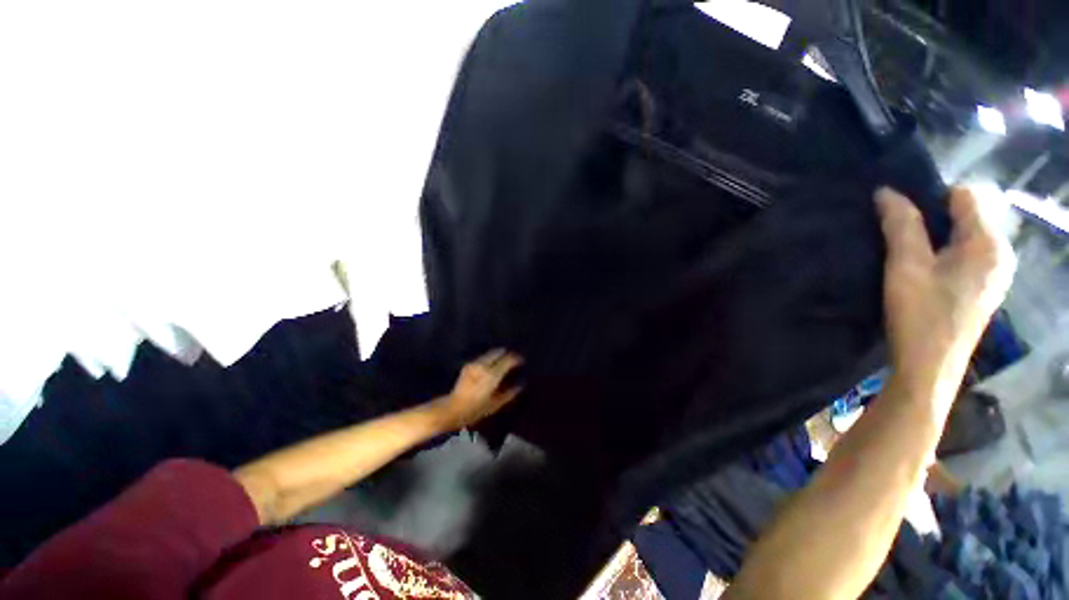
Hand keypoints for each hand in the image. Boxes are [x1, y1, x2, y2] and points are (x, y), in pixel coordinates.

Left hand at [433, 349, 523, 429]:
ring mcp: (474, 364)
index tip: (522, 360)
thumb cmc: (476, 410)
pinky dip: (490, 358)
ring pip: (490, 353)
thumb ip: (510, 393)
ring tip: (504, 360)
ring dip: (498, 354)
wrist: (452, 409)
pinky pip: (483, 357)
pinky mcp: (468, 365)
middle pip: (498, 352)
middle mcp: (483, 365)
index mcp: (492, 375)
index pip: (507, 360)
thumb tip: (521, 384)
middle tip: (513, 358)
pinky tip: (492, 364)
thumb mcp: (495, 404)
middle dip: (507, 353)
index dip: (516, 358)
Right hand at [877, 187, 1015, 401]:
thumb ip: (900, 225)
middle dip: (932, 220)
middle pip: (966, 216)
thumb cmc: (920, 315)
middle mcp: (1000, 253)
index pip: (963, 196)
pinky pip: (966, 256)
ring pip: (964, 237)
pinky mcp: (985, 289)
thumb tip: (886, 191)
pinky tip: (924, 273)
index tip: (900, 219)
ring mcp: (995, 274)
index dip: (929, 199)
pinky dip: (944, 255)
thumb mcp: (905, 266)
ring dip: (936, 239)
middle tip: (899, 239)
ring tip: (908, 256)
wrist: (929, 368)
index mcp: (988, 243)